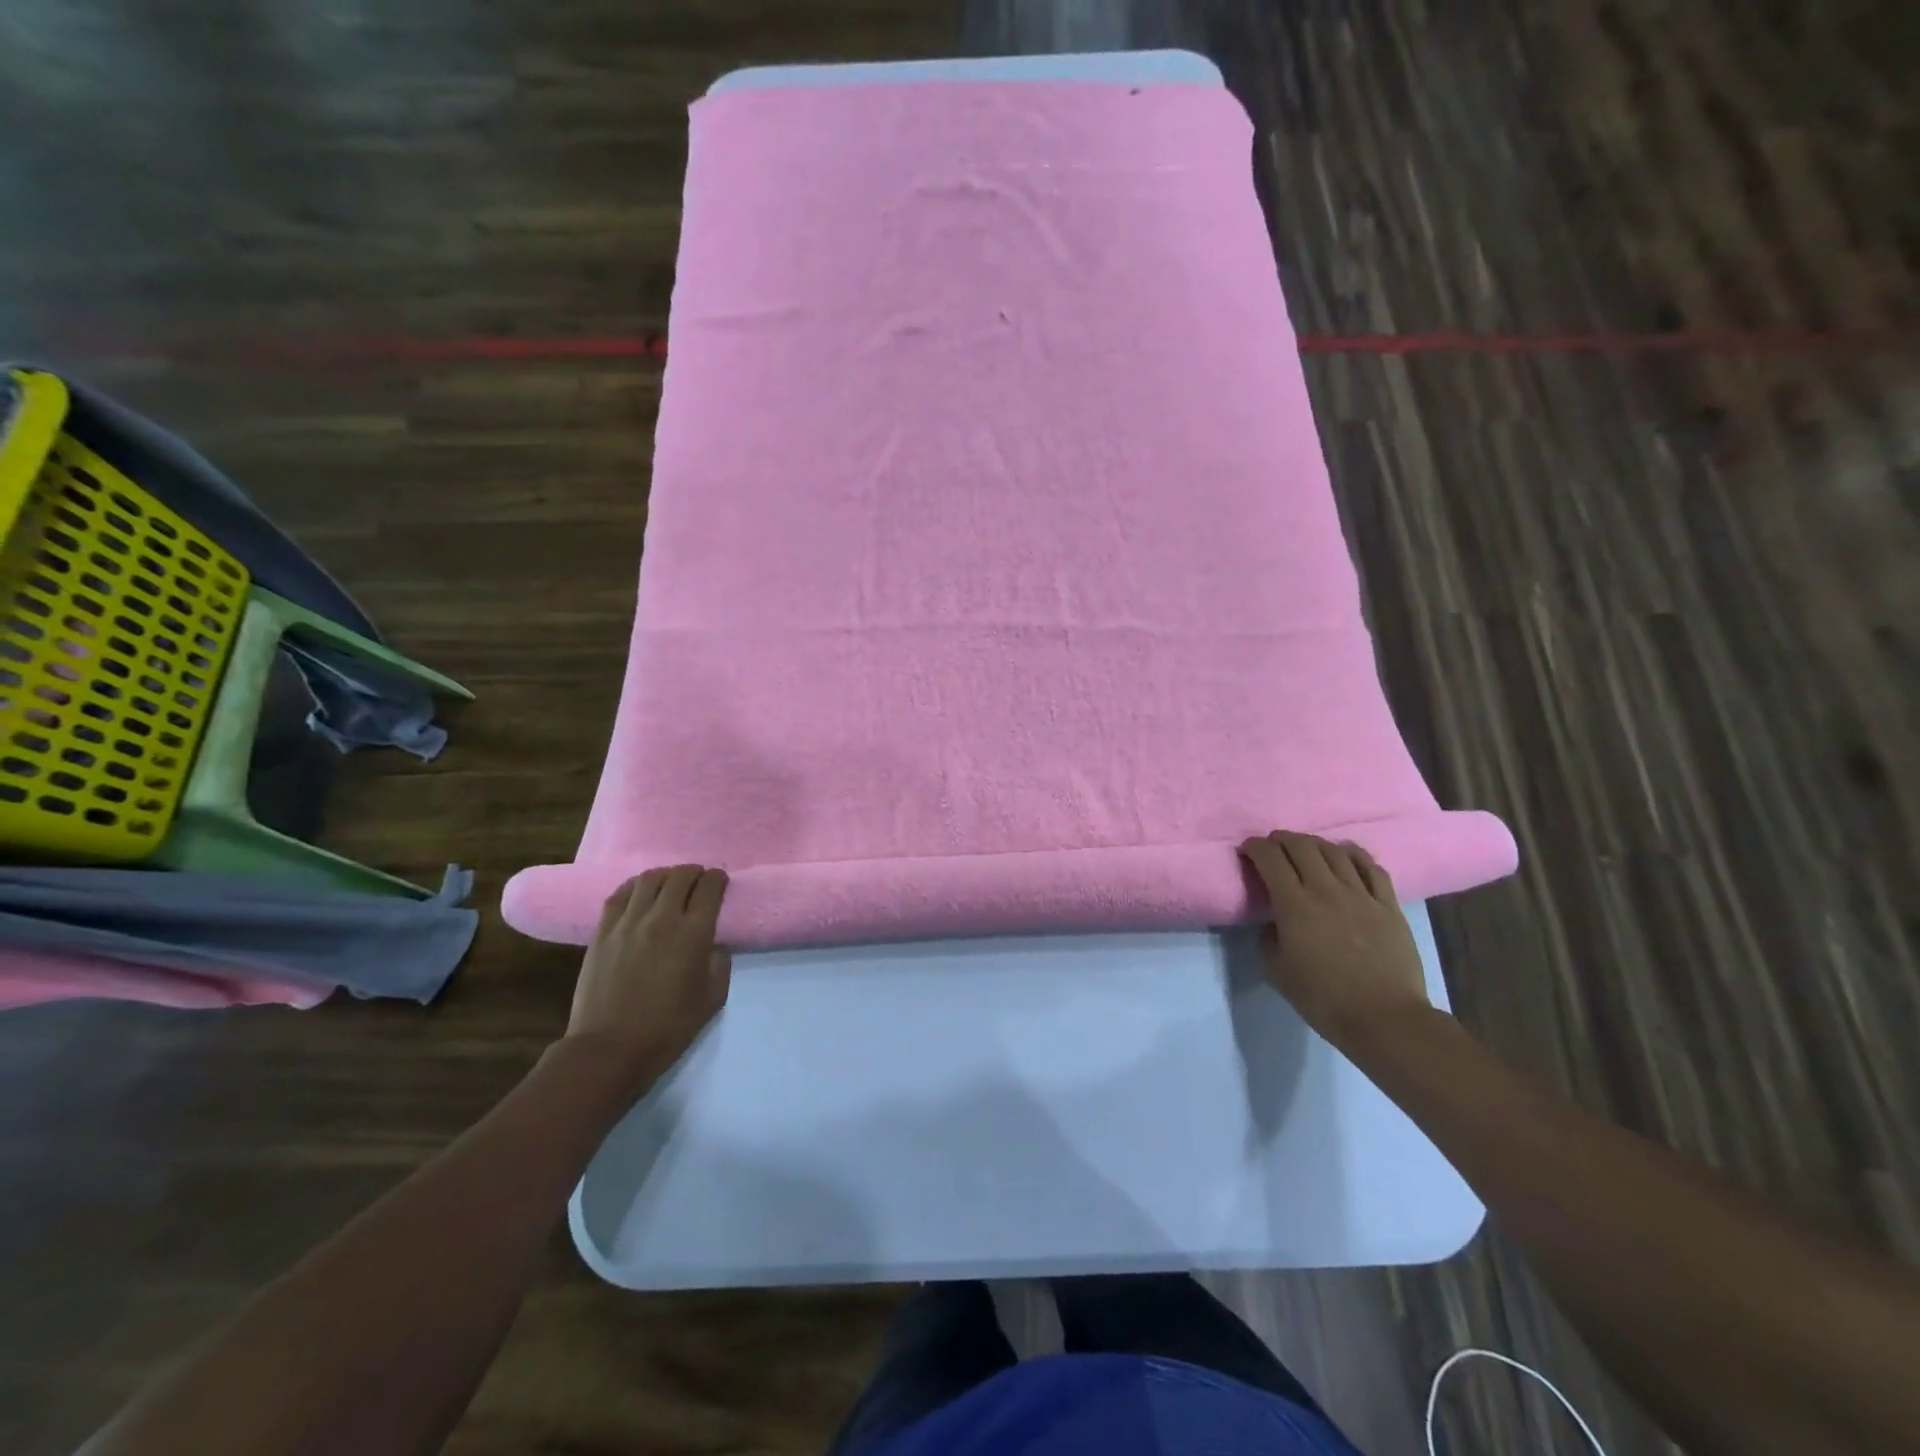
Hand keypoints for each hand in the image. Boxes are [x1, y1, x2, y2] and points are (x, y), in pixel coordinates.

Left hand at [565, 865, 731, 1085]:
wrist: (610, 1048)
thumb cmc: (668, 1027)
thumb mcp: (712, 997)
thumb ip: (719, 962)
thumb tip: (714, 943)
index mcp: (694, 933)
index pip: (710, 888)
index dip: (718, 879)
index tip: (720, 882)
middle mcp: (662, 918)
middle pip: (681, 876)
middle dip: (695, 873)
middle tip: (699, 882)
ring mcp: (628, 922)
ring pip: (650, 879)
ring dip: (666, 876)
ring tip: (670, 884)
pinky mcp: (602, 931)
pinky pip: (620, 894)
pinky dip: (635, 887)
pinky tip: (640, 893)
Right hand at [1238, 831, 1429, 1049]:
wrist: (1385, 1019)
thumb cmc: (1324, 998)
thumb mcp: (1277, 971)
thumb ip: (1269, 938)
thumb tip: (1275, 922)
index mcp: (1295, 905)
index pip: (1270, 859)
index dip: (1255, 847)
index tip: (1247, 849)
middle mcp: (1327, 890)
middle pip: (1302, 846)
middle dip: (1282, 839)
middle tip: (1273, 845)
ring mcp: (1361, 895)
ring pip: (1335, 852)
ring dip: (1314, 843)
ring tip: (1306, 847)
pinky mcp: (1389, 905)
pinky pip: (1371, 868)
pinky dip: (1353, 854)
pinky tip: (1345, 854)